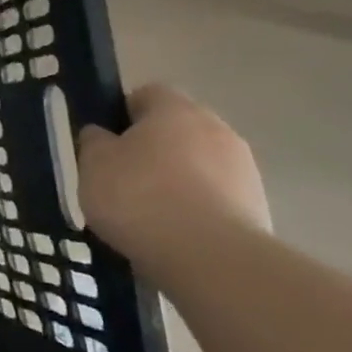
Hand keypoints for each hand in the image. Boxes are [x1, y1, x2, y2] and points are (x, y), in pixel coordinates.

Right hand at [77, 85, 271, 269]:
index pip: (147, 94)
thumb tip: (103, 135)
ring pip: (199, 164)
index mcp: (175, 109)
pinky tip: (173, 234)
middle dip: (152, 148)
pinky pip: (216, 197)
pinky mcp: (259, 207)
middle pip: (177, 129)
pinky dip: (195, 209)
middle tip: (121, 177)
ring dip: (176, 180)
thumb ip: (95, 141)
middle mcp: (217, 129)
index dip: (122, 113)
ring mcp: (244, 169)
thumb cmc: (139, 196)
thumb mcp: (93, 163)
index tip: (105, 142)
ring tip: (147, 213)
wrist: (209, 257)